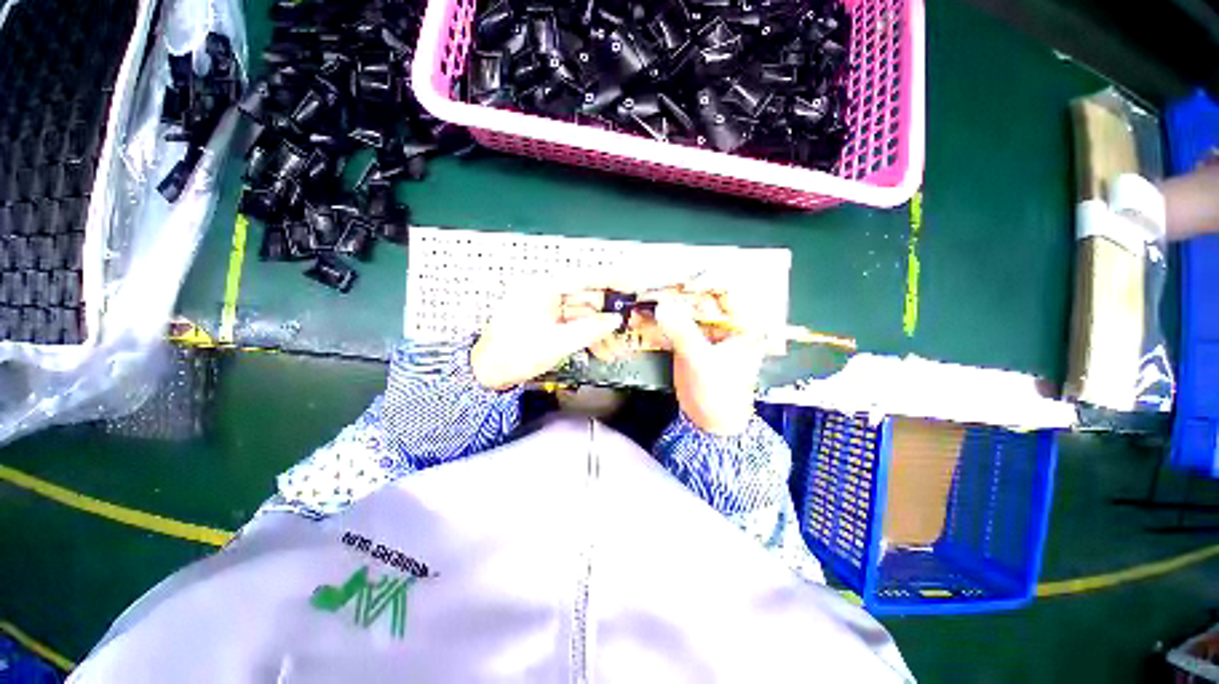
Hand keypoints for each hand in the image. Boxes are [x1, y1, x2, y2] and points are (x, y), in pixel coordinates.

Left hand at [471, 283, 621, 390]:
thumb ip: (591, 329)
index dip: (609, 280)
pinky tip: (599, 349)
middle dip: (606, 316)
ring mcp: (543, 307)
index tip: (629, 283)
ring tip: (613, 349)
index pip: (583, 278)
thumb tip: (615, 320)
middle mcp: (543, 292)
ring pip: (580, 314)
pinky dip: (585, 335)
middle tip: (626, 327)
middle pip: (584, 298)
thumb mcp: (558, 343)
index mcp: (541, 288)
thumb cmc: (516, 355)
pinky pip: (571, 323)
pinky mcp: (544, 320)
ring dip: (598, 331)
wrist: (487, 374)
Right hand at [653, 293, 762, 435]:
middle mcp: (727, 323)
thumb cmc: (719, 393)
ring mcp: (707, 332)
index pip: (724, 290)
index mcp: (742, 325)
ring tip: (644, 293)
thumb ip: (683, 333)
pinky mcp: (691, 341)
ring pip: (686, 310)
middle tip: (653, 280)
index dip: (702, 279)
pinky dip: (660, 321)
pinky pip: (676, 325)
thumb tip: (662, 306)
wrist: (710, 423)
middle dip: (678, 290)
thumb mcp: (702, 361)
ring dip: (667, 304)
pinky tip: (643, 314)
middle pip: (702, 298)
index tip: (677, 272)